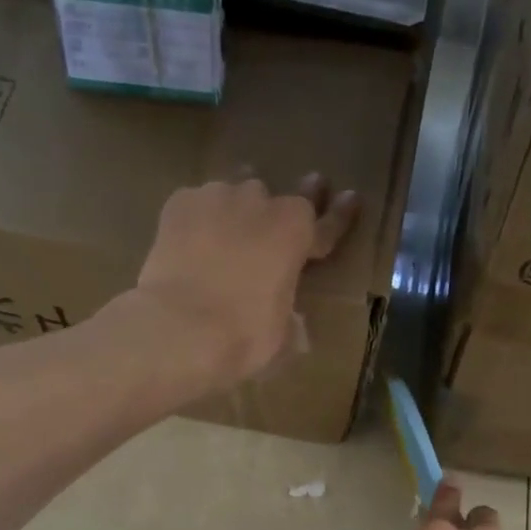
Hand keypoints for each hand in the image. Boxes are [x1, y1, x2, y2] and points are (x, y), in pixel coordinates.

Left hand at [130, 174, 359, 390]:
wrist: (178, 328)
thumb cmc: (242, 336)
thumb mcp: (281, 335)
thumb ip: (290, 317)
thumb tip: (294, 323)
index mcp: (296, 233)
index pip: (327, 224)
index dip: (340, 215)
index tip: (351, 198)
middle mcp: (261, 203)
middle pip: (278, 198)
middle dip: (289, 203)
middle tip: (294, 199)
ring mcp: (217, 197)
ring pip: (235, 193)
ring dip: (238, 209)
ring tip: (232, 226)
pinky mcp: (179, 203)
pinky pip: (197, 204)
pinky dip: (200, 218)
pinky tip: (193, 237)